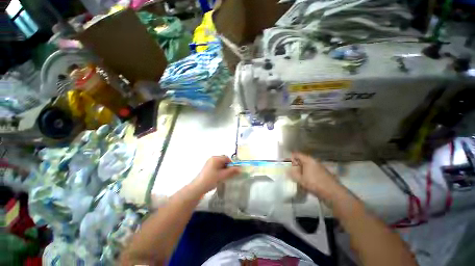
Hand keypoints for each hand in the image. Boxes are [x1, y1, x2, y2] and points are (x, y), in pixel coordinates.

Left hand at [193, 156, 240, 192]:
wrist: (198, 187)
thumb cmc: (211, 179)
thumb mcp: (223, 175)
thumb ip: (232, 171)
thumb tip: (240, 169)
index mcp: (216, 158)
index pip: (227, 158)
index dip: (231, 164)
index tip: (233, 171)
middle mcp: (212, 158)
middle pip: (223, 161)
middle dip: (227, 167)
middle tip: (228, 174)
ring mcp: (209, 163)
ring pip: (220, 164)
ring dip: (224, 169)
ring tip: (223, 176)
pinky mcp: (208, 167)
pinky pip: (216, 166)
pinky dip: (220, 170)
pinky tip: (219, 177)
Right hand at [289, 152, 342, 200]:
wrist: (333, 193)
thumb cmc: (315, 184)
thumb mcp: (301, 179)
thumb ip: (292, 174)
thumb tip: (286, 170)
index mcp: (308, 160)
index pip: (297, 154)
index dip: (290, 157)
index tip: (286, 162)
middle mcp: (314, 162)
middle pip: (302, 160)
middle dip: (295, 164)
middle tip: (290, 170)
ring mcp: (320, 167)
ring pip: (307, 166)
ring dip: (301, 170)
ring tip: (297, 176)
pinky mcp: (323, 173)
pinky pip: (312, 171)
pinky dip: (307, 173)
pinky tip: (305, 180)